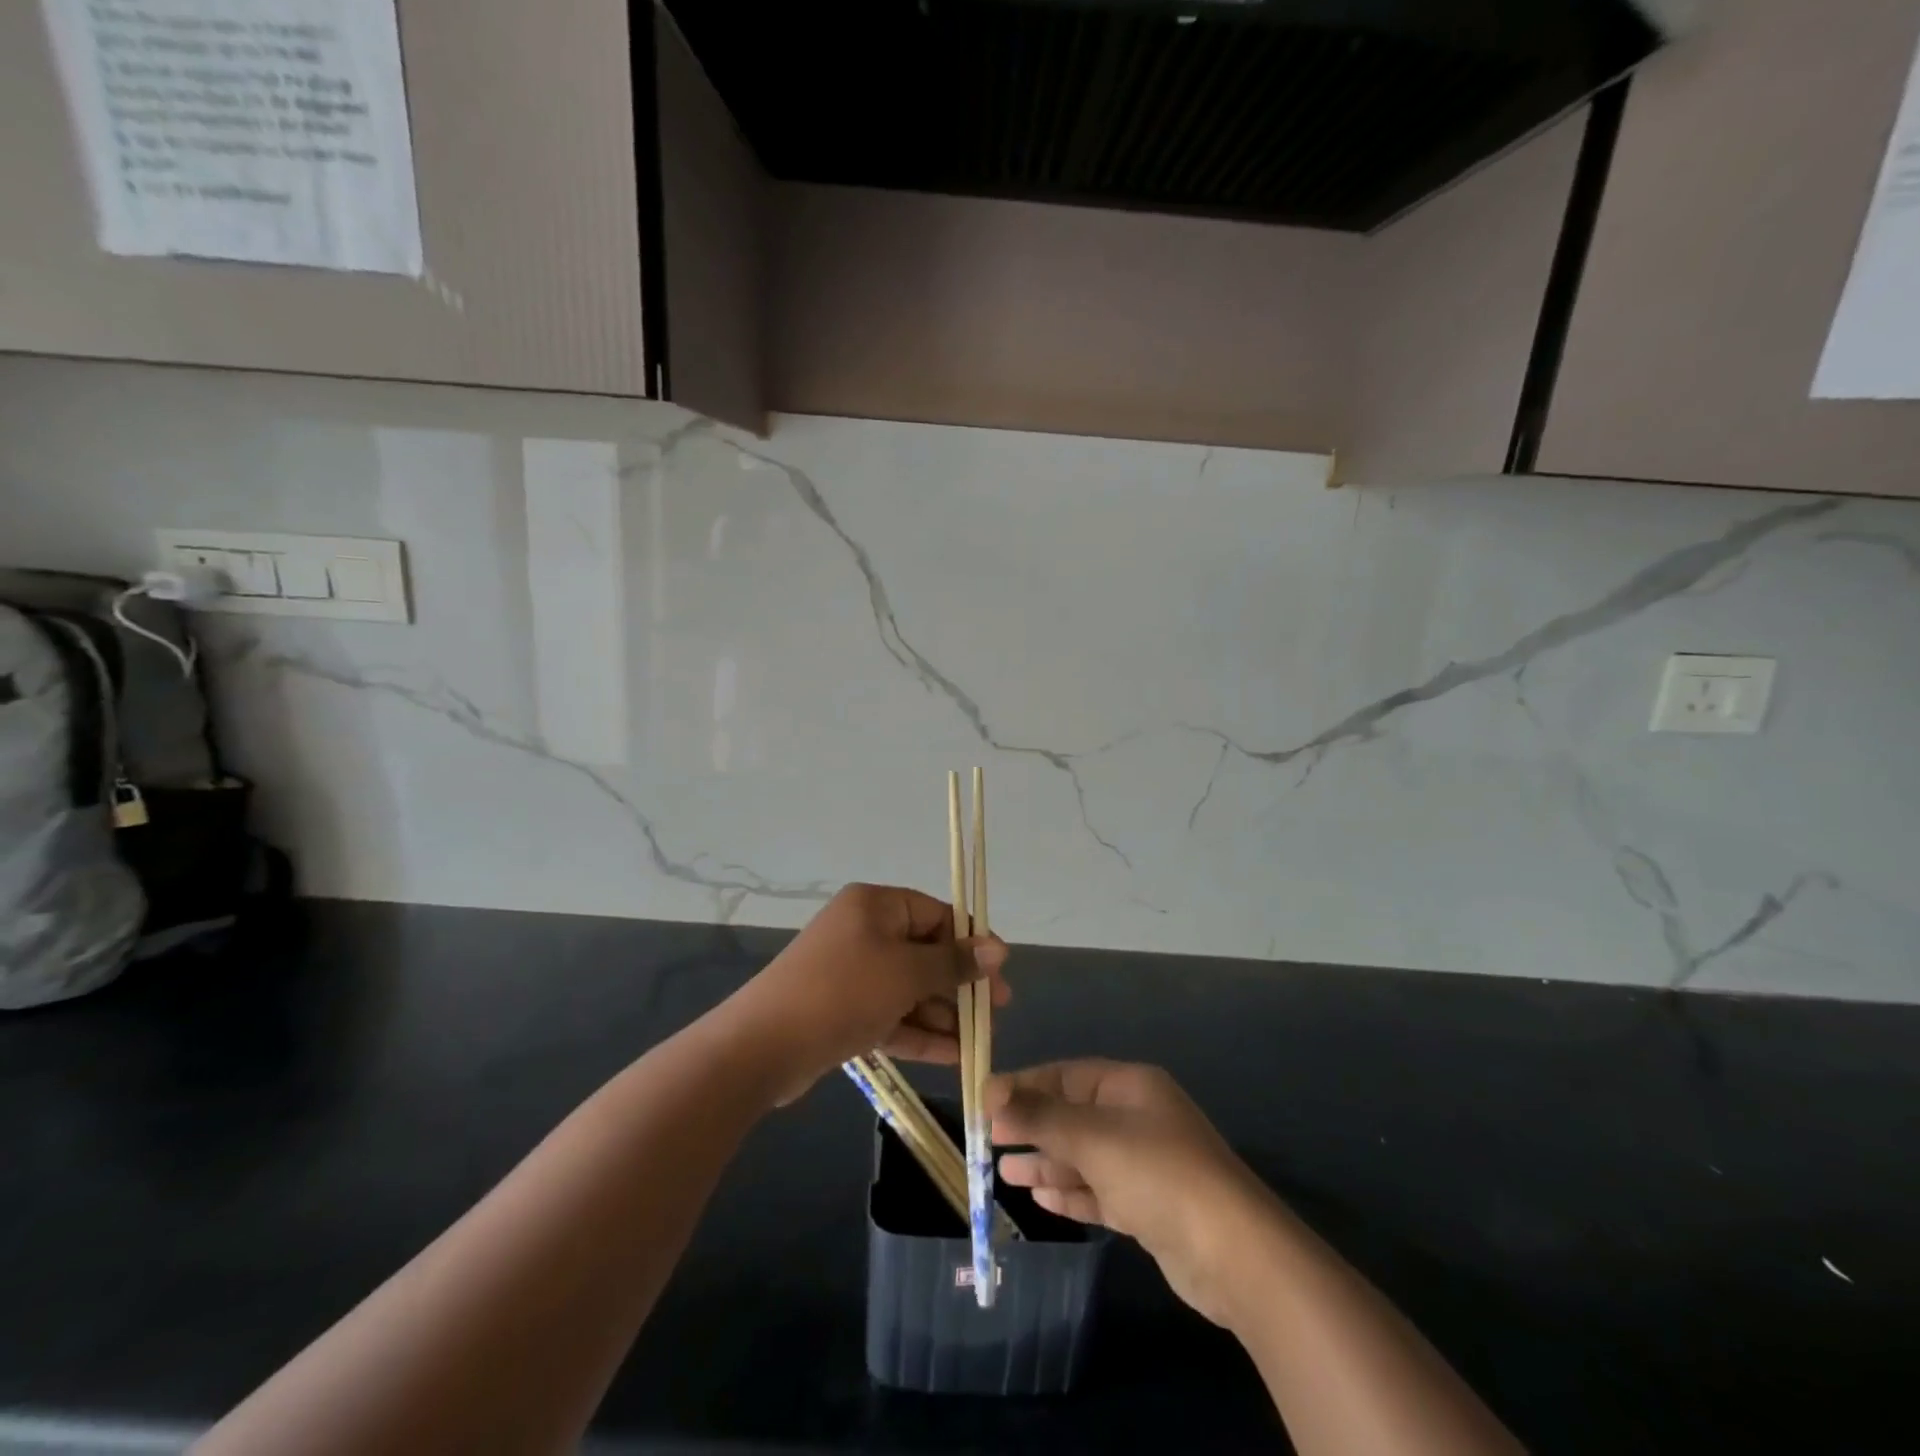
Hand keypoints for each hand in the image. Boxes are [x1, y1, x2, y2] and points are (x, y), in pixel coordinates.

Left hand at [727, 884, 1008, 1103]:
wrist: (763, 1045)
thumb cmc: (843, 992)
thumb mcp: (906, 973)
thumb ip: (954, 962)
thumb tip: (999, 948)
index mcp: (876, 906)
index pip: (936, 914)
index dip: (971, 942)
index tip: (1000, 972)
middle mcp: (864, 932)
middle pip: (924, 953)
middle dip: (959, 985)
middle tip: (995, 1012)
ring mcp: (852, 973)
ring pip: (909, 989)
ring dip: (943, 1014)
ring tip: (980, 1042)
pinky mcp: (843, 1011)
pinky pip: (891, 1015)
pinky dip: (919, 1032)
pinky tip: (954, 1055)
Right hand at [988, 1059, 1267, 1326]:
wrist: (1234, 1253)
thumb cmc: (1158, 1174)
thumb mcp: (1092, 1137)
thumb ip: (1040, 1115)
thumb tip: (991, 1091)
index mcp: (1130, 1086)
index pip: (1066, 1076)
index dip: (1025, 1086)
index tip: (985, 1103)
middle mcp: (1137, 1118)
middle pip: (1073, 1115)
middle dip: (1032, 1127)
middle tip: (989, 1142)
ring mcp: (1145, 1163)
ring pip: (1084, 1156)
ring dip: (1046, 1162)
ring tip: (1004, 1173)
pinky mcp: (1149, 1206)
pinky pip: (1099, 1190)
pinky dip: (1071, 1192)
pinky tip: (1041, 1197)